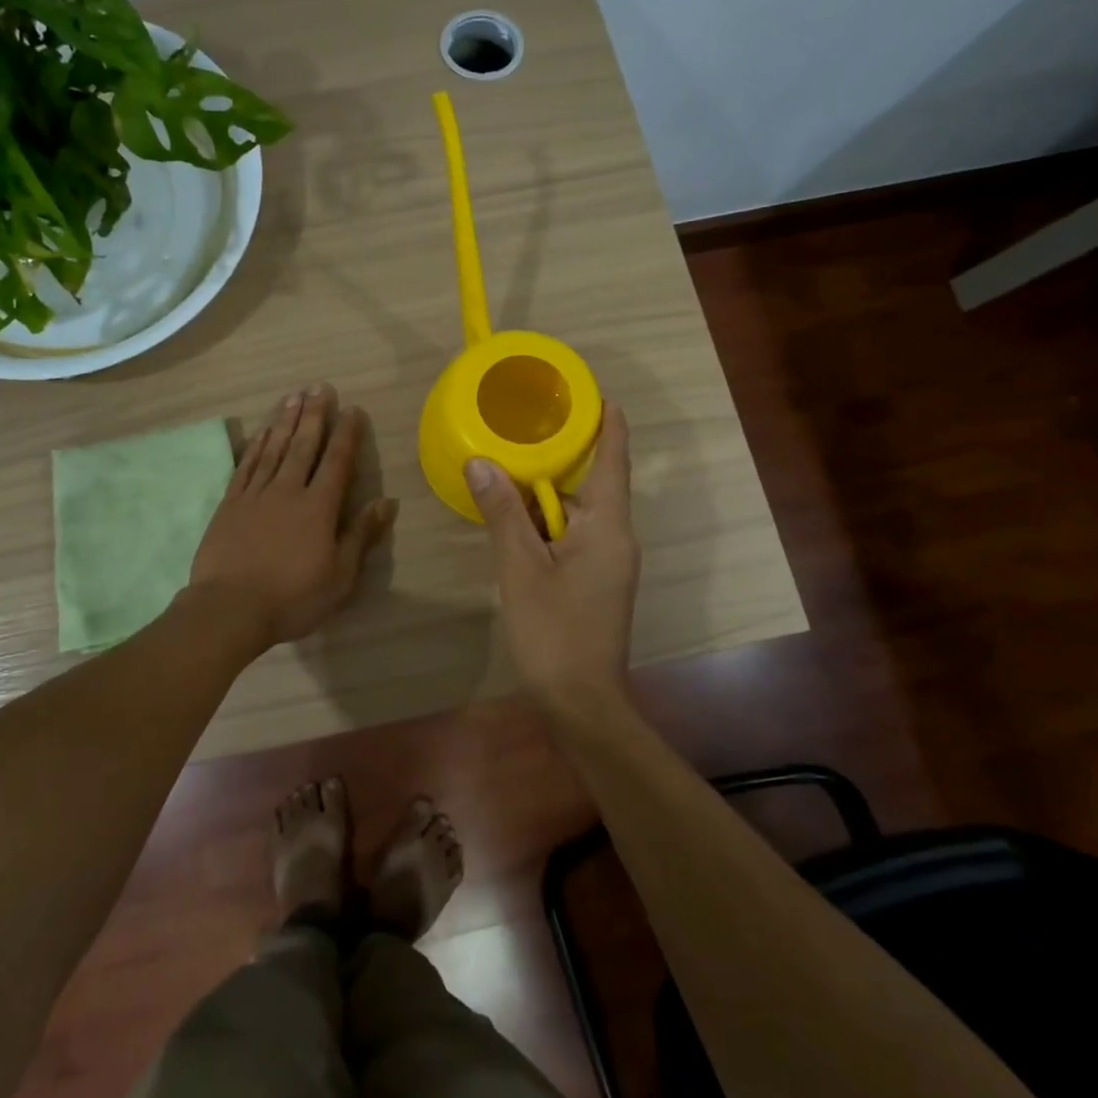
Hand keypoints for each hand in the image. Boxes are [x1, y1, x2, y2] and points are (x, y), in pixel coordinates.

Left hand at [190, 383, 397, 648]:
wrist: (230, 608)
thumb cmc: (292, 598)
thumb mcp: (340, 577)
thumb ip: (361, 536)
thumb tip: (386, 502)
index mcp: (319, 508)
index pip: (336, 462)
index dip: (346, 434)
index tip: (352, 409)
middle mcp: (288, 491)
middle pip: (303, 445)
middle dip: (314, 414)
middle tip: (319, 386)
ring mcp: (255, 495)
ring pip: (273, 449)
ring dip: (285, 421)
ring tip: (293, 396)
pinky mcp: (230, 504)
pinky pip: (246, 466)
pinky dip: (255, 446)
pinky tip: (261, 432)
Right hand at [465, 402, 639, 716]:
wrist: (580, 702)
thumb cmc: (554, 631)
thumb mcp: (521, 567)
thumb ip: (503, 513)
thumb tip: (481, 463)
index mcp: (608, 527)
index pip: (613, 461)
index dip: (609, 425)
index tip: (598, 394)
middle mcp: (616, 538)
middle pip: (590, 486)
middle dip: (558, 461)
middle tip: (522, 432)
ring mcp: (608, 563)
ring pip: (576, 515)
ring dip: (544, 497)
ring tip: (505, 473)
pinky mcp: (595, 583)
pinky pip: (572, 538)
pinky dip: (546, 525)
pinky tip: (513, 524)